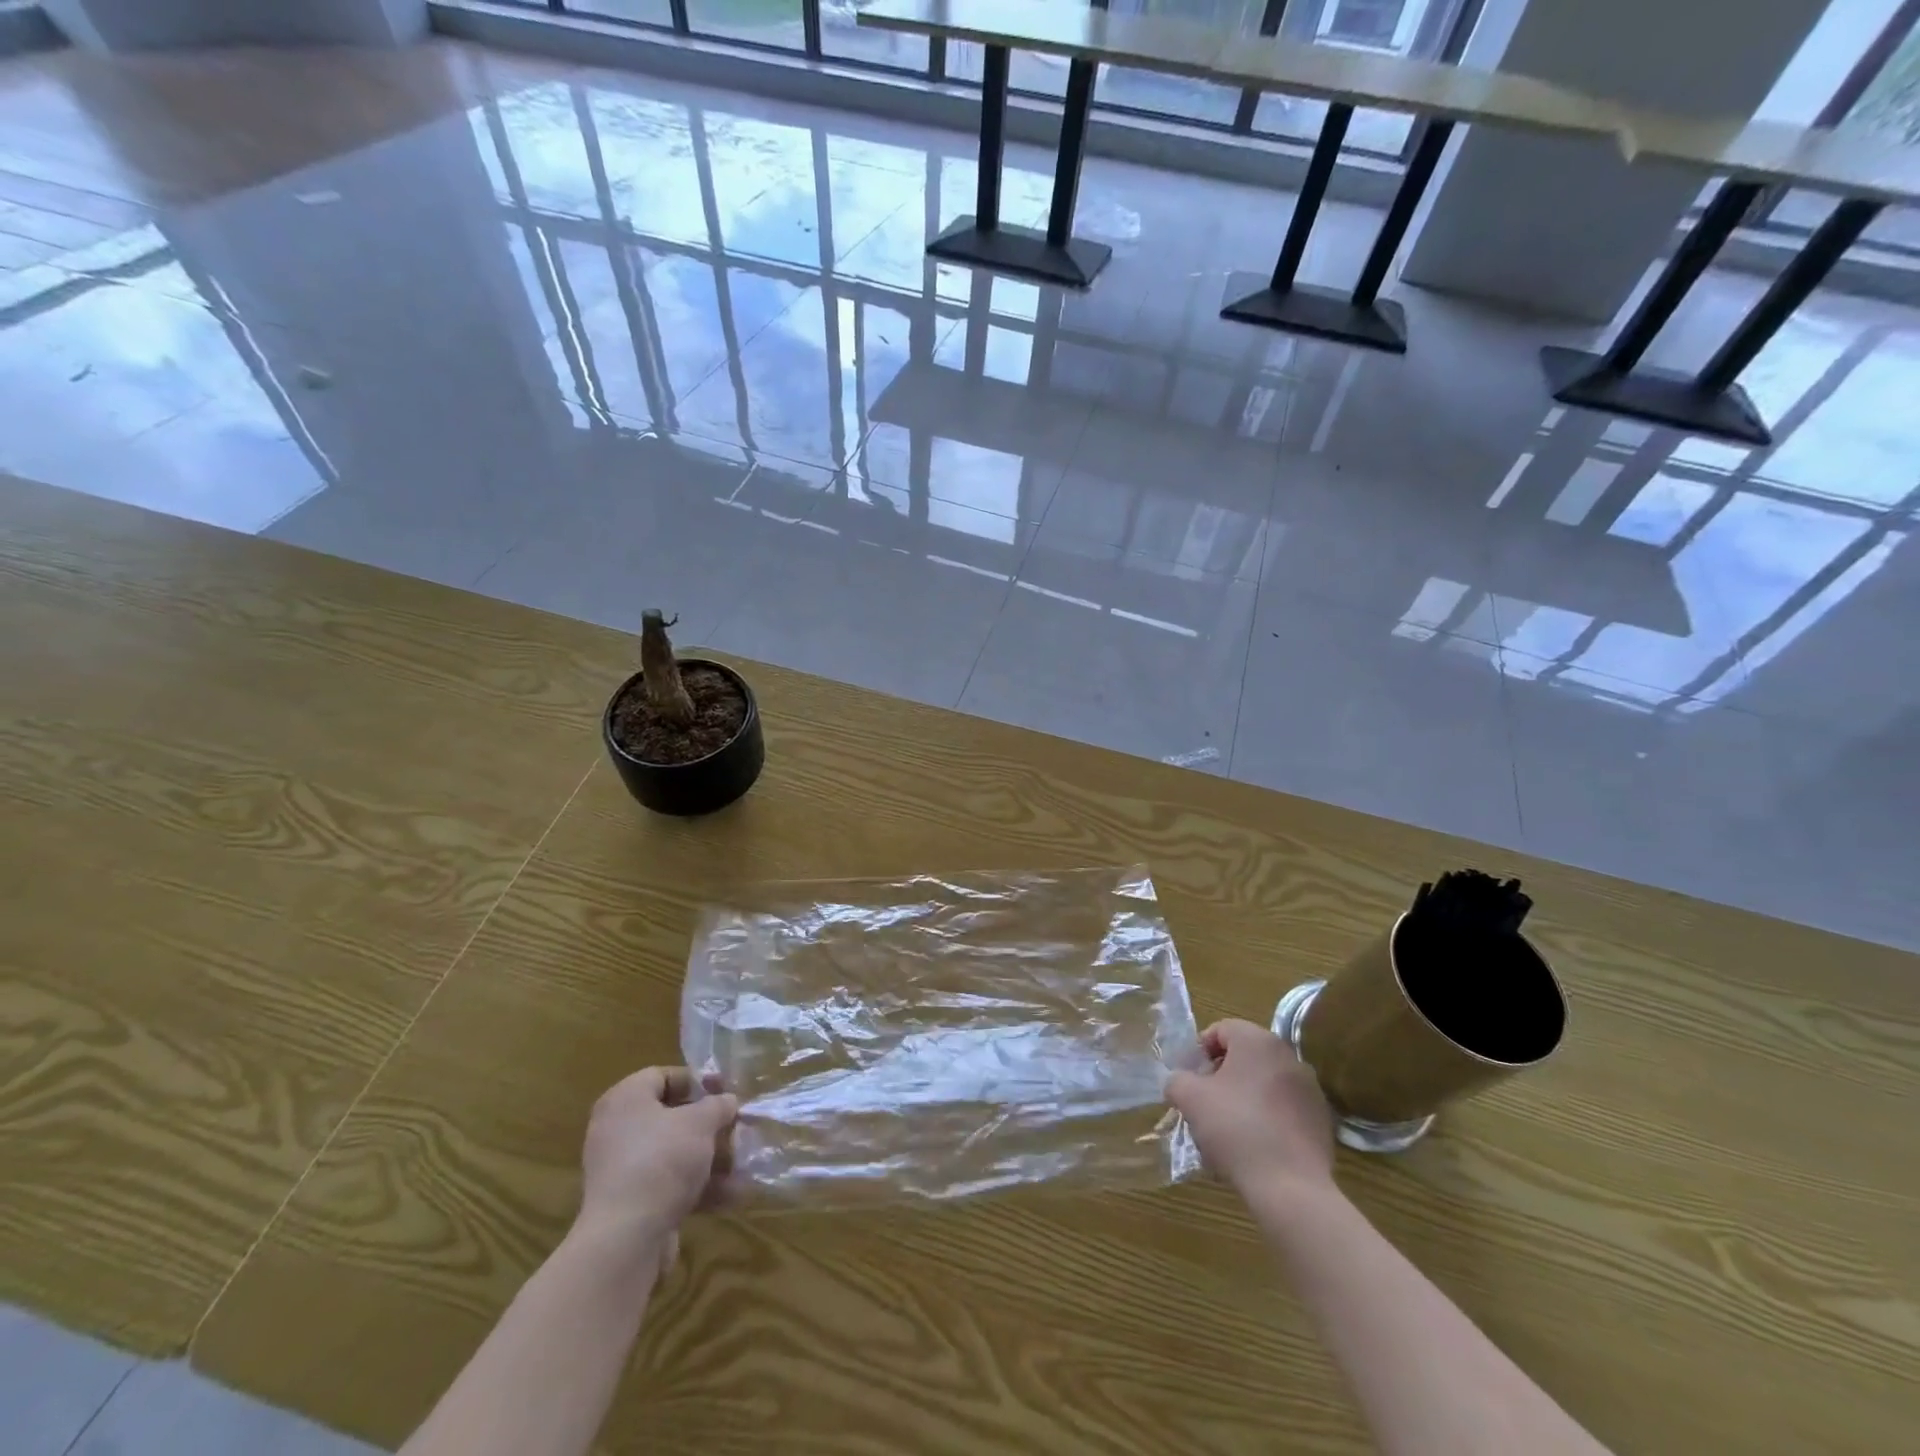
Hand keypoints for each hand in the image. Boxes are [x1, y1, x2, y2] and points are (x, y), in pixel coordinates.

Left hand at [576, 1067, 737, 1266]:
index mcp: (625, 1100)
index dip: (697, 1081)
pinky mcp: (631, 1205)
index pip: (662, 1076)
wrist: (626, 1240)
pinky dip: (699, 1188)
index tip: (725, 1092)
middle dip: (709, 1125)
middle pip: (671, 1117)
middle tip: (737, 1128)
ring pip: (674, 1154)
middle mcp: (618, 1131)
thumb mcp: (700, 1122)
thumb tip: (727, 1101)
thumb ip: (718, 1105)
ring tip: (744, 1164)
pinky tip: (733, 1195)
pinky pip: (670, 1185)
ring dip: (710, 1159)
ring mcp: (623, 1170)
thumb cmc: (662, 1160)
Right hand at [1167, 1018, 1334, 1198]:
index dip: (1199, 1051)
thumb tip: (1180, 1081)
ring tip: (1228, 1127)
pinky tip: (1255, 1144)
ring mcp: (1310, 1089)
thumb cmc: (1235, 1129)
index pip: (1221, 1030)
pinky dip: (1268, 1117)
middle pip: (1245, 1055)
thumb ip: (1177, 1079)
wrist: (1290, 1187)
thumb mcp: (1190, 1099)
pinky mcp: (1321, 1120)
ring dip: (1244, 1096)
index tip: (1190, 1079)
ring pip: (1265, 1082)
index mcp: (1257, 1041)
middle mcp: (1288, 1056)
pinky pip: (1285, 1107)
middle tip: (1205, 1102)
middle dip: (1221, 1075)